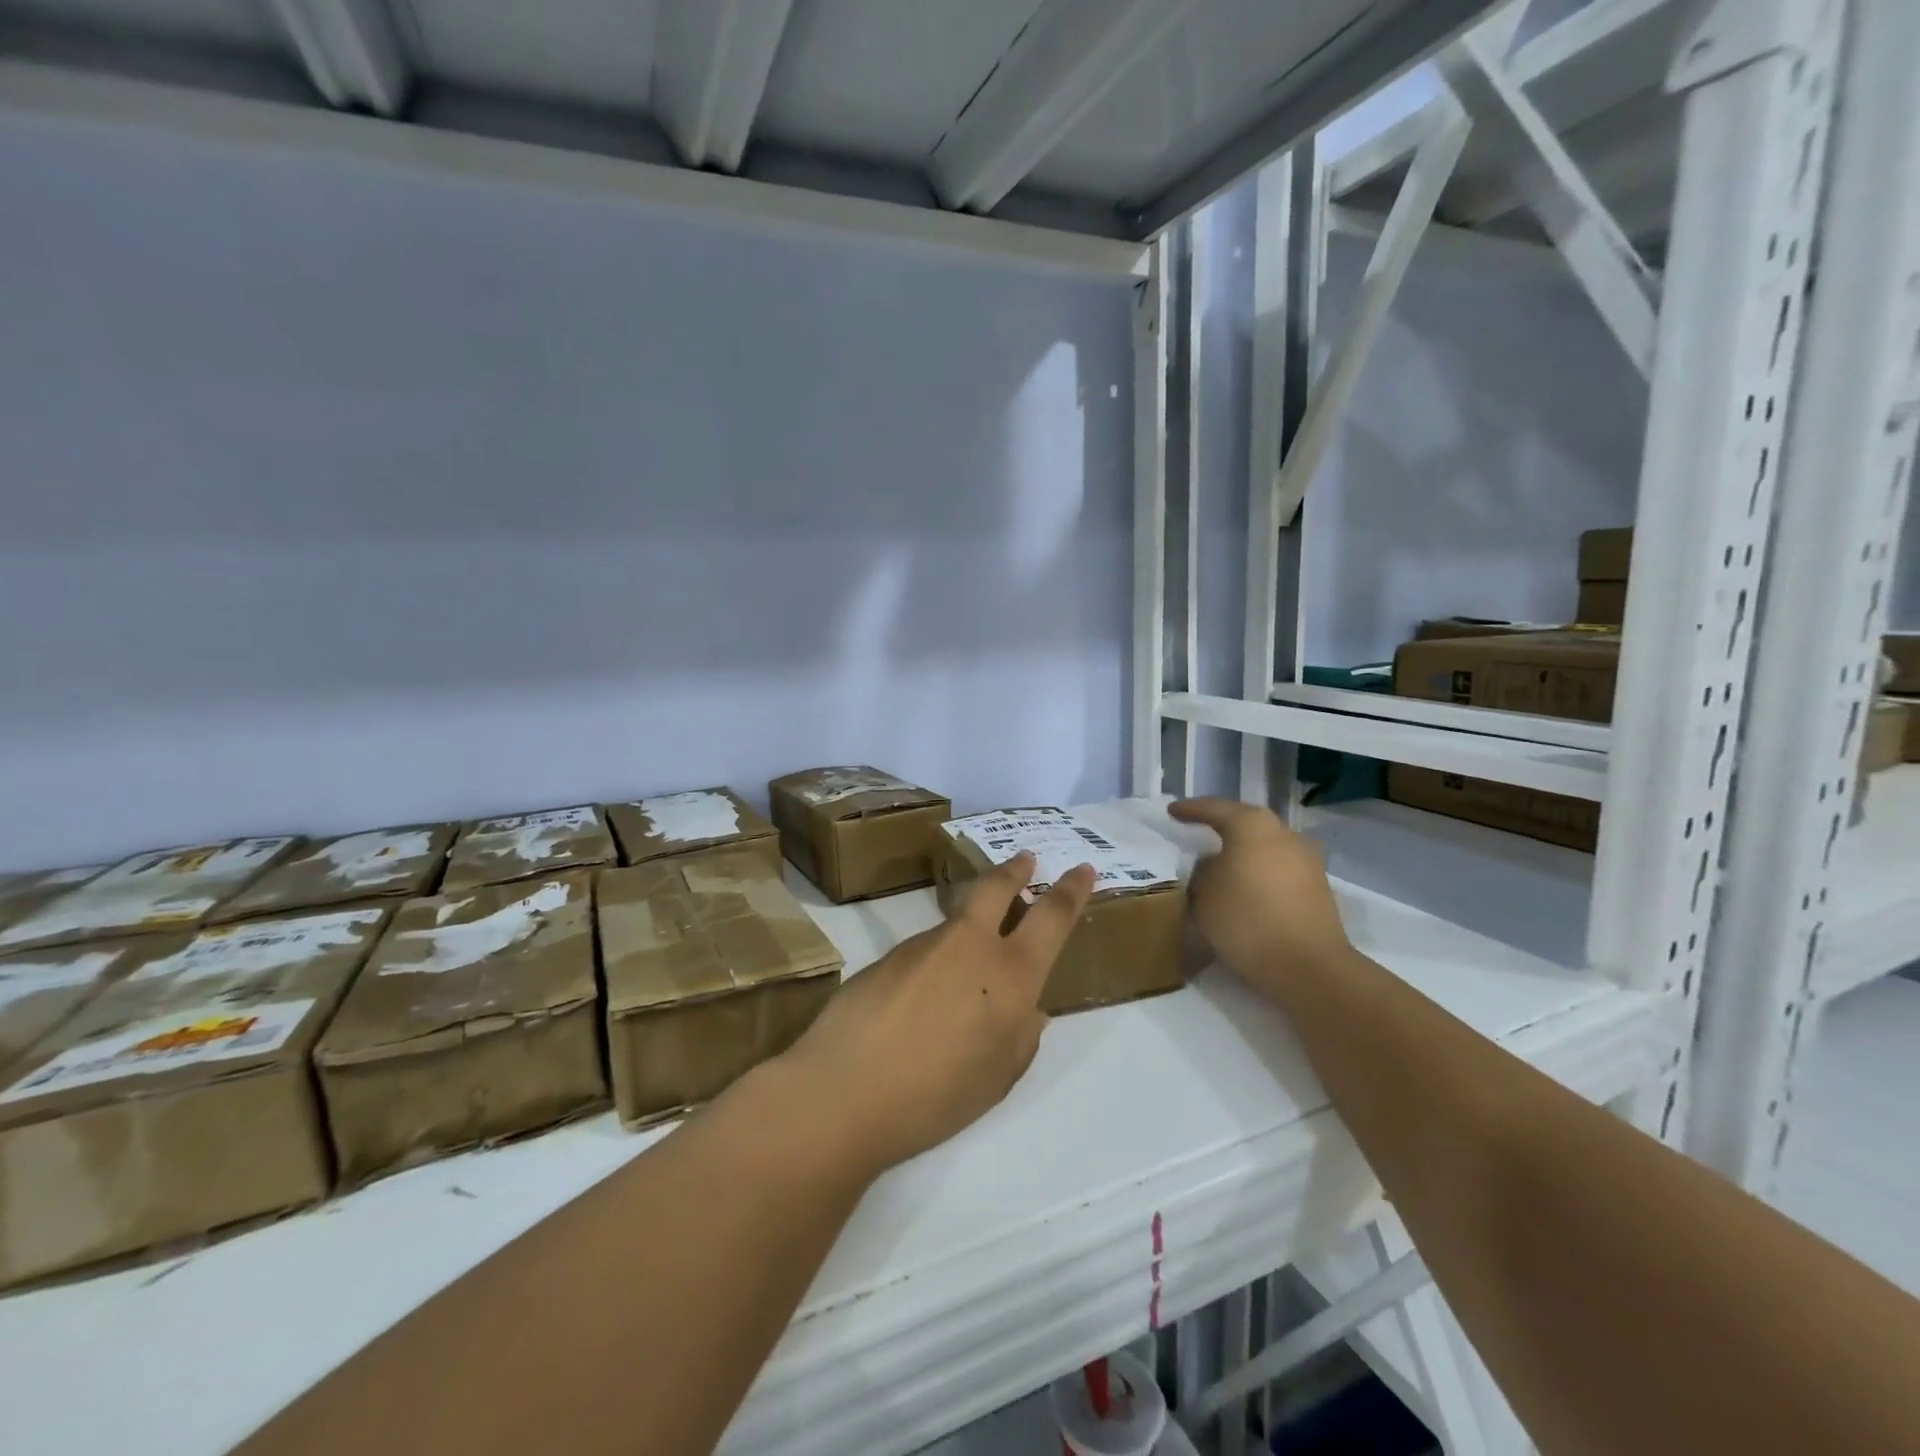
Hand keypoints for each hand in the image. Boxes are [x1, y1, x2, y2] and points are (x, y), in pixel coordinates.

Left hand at [775, 851, 1096, 1177]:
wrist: (845, 1091)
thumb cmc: (938, 1095)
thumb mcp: (999, 1076)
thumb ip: (1022, 1036)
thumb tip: (1029, 1009)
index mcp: (1011, 973)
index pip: (1052, 917)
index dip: (1071, 890)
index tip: (1082, 869)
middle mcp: (970, 944)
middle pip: (997, 887)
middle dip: (1016, 869)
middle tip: (1026, 858)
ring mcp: (924, 944)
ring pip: (957, 922)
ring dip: (970, 928)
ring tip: (965, 972)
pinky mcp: (888, 956)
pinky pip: (925, 951)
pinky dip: (935, 963)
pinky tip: (921, 1001)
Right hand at [1169, 798, 1349, 988]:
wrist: (1308, 967)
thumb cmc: (1246, 919)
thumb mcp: (1203, 893)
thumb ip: (1202, 870)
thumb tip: (1213, 865)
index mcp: (1252, 825)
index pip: (1214, 809)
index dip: (1190, 810)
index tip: (1172, 811)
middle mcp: (1284, 834)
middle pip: (1246, 824)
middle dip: (1222, 828)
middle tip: (1198, 832)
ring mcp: (1306, 861)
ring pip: (1265, 848)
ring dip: (1243, 854)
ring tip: (1220, 866)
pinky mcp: (1318, 889)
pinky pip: (1278, 871)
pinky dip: (1259, 875)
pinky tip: (1245, 889)